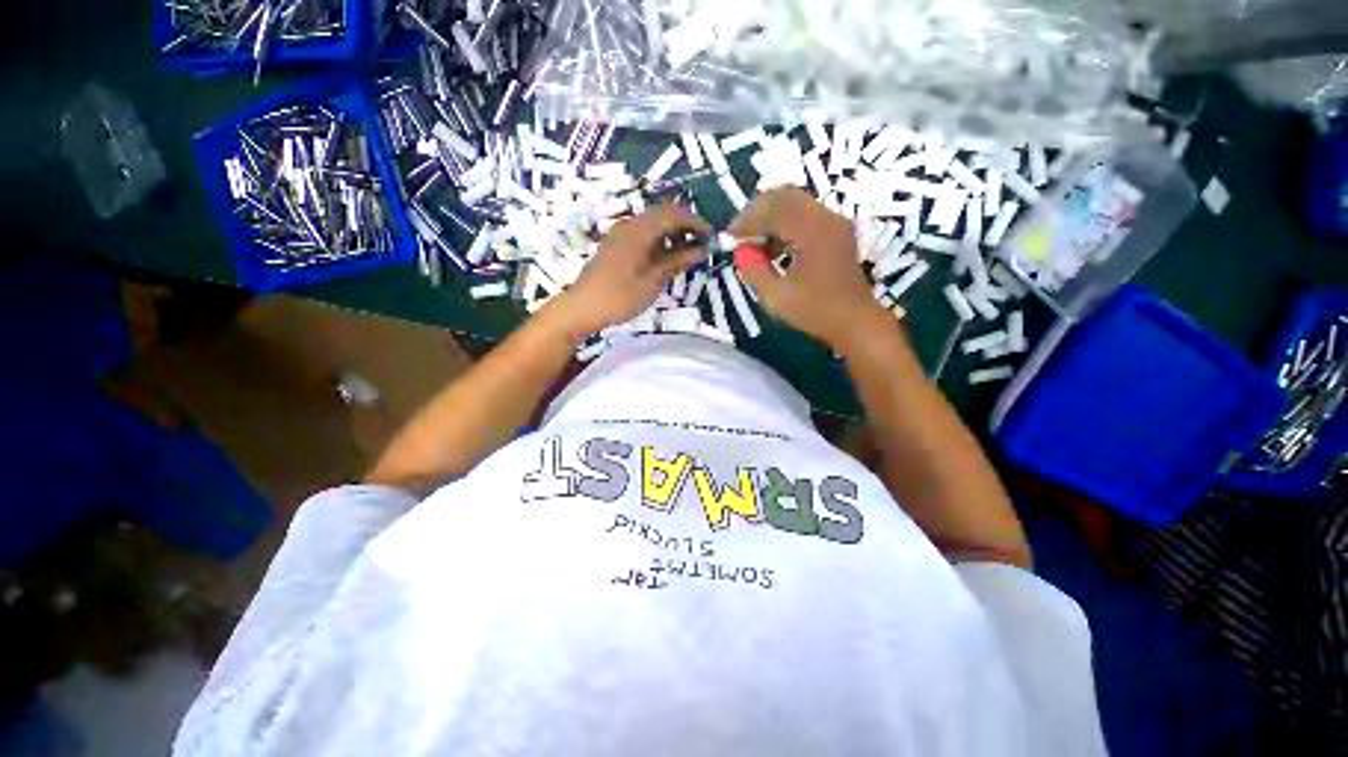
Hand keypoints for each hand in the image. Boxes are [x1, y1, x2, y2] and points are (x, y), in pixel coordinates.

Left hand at [551, 203, 709, 334]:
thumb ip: (677, 261)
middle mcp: (630, 224)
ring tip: (687, 253)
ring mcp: (620, 233)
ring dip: (672, 233)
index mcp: (640, 230)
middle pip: (664, 214)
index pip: (675, 214)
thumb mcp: (653, 281)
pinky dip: (659, 240)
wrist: (583, 307)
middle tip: (702, 245)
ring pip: (653, 223)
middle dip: (686, 226)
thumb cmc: (620, 296)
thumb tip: (701, 250)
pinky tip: (666, 257)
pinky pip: (643, 233)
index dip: (696, 223)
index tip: (712, 238)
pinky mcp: (616, 243)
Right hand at [731, 188, 888, 350]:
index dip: (748, 220)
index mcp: (813, 232)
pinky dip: (785, 224)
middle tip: (740, 233)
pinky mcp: (836, 232)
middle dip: (758, 211)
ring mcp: (834, 223)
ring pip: (796, 203)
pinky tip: (774, 247)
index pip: (774, 210)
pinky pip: (805, 215)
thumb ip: (754, 271)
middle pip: (786, 196)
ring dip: (771, 217)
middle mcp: (827, 218)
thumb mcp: (777, 297)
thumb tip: (740, 251)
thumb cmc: (816, 312)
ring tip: (754, 242)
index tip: (729, 236)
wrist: (856, 322)